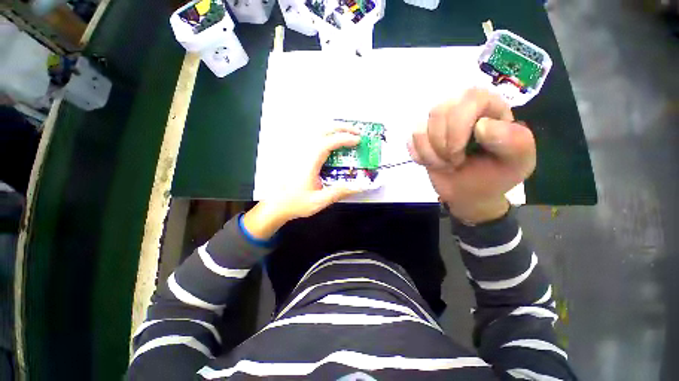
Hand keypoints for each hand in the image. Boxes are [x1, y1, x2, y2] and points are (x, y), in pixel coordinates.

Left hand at [243, 126, 364, 238]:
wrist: (274, 205)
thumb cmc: (294, 203)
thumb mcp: (319, 201)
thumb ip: (339, 192)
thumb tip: (358, 186)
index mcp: (308, 161)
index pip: (329, 142)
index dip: (345, 138)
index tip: (358, 140)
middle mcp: (302, 152)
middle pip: (322, 129)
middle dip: (341, 127)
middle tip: (356, 131)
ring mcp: (297, 151)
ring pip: (315, 130)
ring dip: (332, 128)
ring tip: (345, 132)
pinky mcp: (295, 153)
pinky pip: (310, 136)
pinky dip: (323, 133)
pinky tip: (328, 139)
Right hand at [407, 89, 535, 223]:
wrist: (469, 192)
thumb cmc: (494, 175)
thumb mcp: (518, 162)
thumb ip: (514, 141)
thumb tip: (481, 126)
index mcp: (488, 106)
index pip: (467, 98)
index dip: (458, 128)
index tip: (462, 154)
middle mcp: (460, 107)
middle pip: (437, 111)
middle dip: (442, 145)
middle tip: (455, 162)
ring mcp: (437, 122)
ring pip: (420, 129)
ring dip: (431, 155)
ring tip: (446, 164)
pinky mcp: (421, 136)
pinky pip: (411, 141)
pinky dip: (420, 157)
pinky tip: (433, 162)